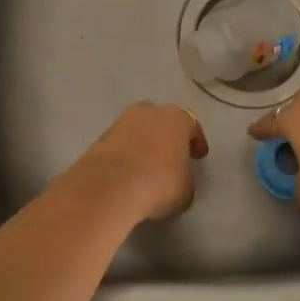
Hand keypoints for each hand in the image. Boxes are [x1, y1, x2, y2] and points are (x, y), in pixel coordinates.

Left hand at [80, 102, 208, 220]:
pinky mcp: (101, 136)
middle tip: (171, 157)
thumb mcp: (186, 189)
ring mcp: (123, 120)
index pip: (192, 125)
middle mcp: (151, 111)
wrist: (111, 185)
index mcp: (177, 118)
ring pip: (139, 130)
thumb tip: (178, 178)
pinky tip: (128, 173)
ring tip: (146, 167)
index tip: (198, 157)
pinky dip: (126, 154)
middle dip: (167, 137)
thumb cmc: (159, 183)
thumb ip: (186, 177)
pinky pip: (121, 143)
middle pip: (163, 121)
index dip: (196, 142)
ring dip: (144, 144)